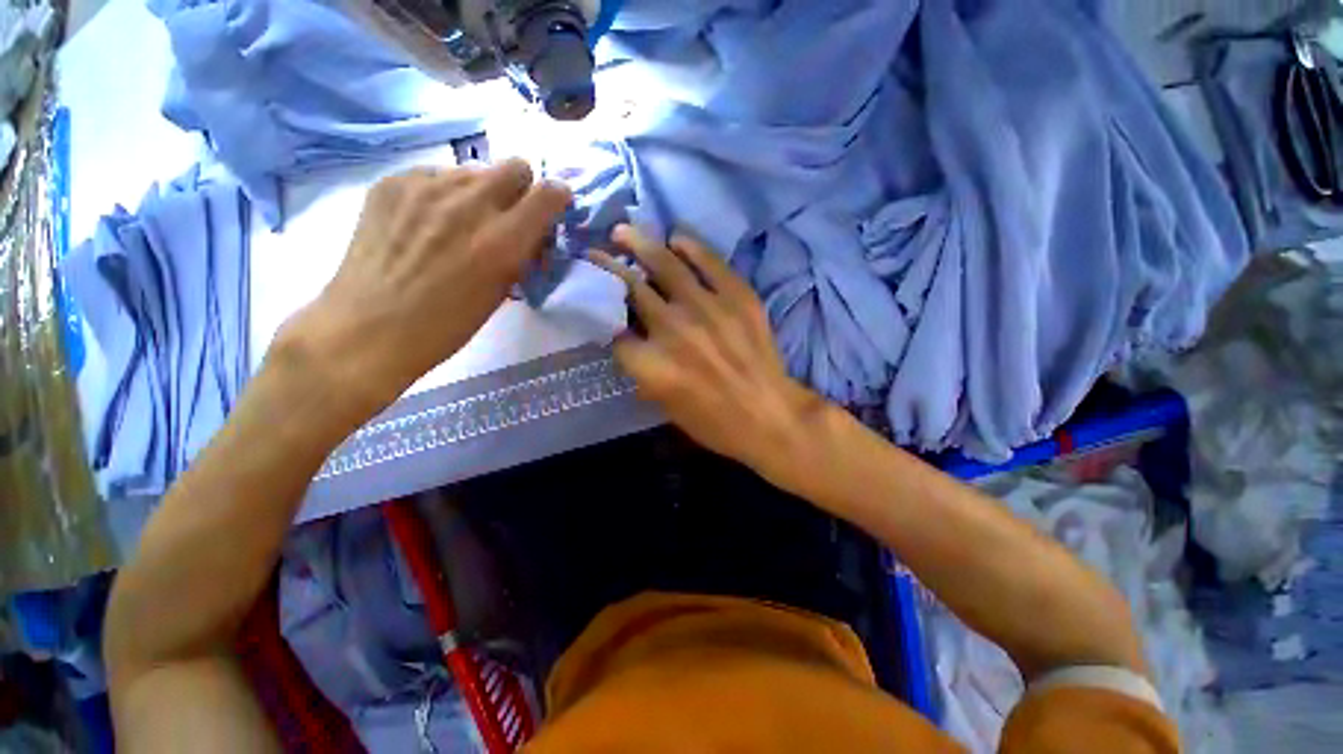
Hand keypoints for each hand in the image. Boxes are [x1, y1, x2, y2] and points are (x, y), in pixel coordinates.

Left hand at [279, 160, 570, 416]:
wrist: (368, 326)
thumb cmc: (446, 324)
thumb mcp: (501, 291)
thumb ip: (522, 252)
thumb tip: (531, 229)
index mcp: (502, 240)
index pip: (549, 193)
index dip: (557, 198)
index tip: (552, 210)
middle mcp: (469, 203)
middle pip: (516, 166)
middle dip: (521, 189)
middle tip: (507, 216)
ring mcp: (426, 186)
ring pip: (474, 170)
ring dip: (480, 192)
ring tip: (460, 223)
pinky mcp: (392, 181)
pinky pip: (436, 174)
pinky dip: (443, 193)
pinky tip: (427, 222)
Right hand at [590, 226, 828, 487]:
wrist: (769, 417)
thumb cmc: (712, 422)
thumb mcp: (662, 403)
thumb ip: (640, 367)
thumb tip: (627, 333)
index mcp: (651, 365)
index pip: (613, 327)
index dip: (603, 312)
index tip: (600, 302)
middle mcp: (673, 331)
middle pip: (631, 288)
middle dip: (608, 266)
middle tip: (597, 250)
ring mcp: (708, 309)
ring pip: (664, 264)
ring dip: (639, 243)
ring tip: (624, 231)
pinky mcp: (738, 297)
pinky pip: (709, 261)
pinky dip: (690, 245)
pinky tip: (676, 238)